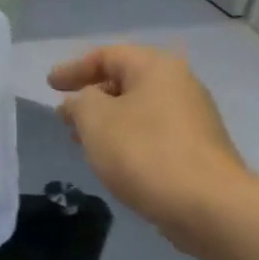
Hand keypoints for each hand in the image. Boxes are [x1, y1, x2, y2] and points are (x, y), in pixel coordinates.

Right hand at [48, 45, 250, 241]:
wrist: (208, 205)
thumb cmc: (145, 152)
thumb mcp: (96, 121)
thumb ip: (79, 103)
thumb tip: (78, 102)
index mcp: (156, 67)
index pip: (108, 55)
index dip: (74, 68)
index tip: (50, 86)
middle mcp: (180, 84)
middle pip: (127, 80)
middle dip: (92, 97)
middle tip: (65, 116)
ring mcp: (193, 118)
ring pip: (139, 110)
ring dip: (108, 121)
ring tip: (83, 141)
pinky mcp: (197, 149)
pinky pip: (153, 133)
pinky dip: (128, 139)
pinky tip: (115, 161)